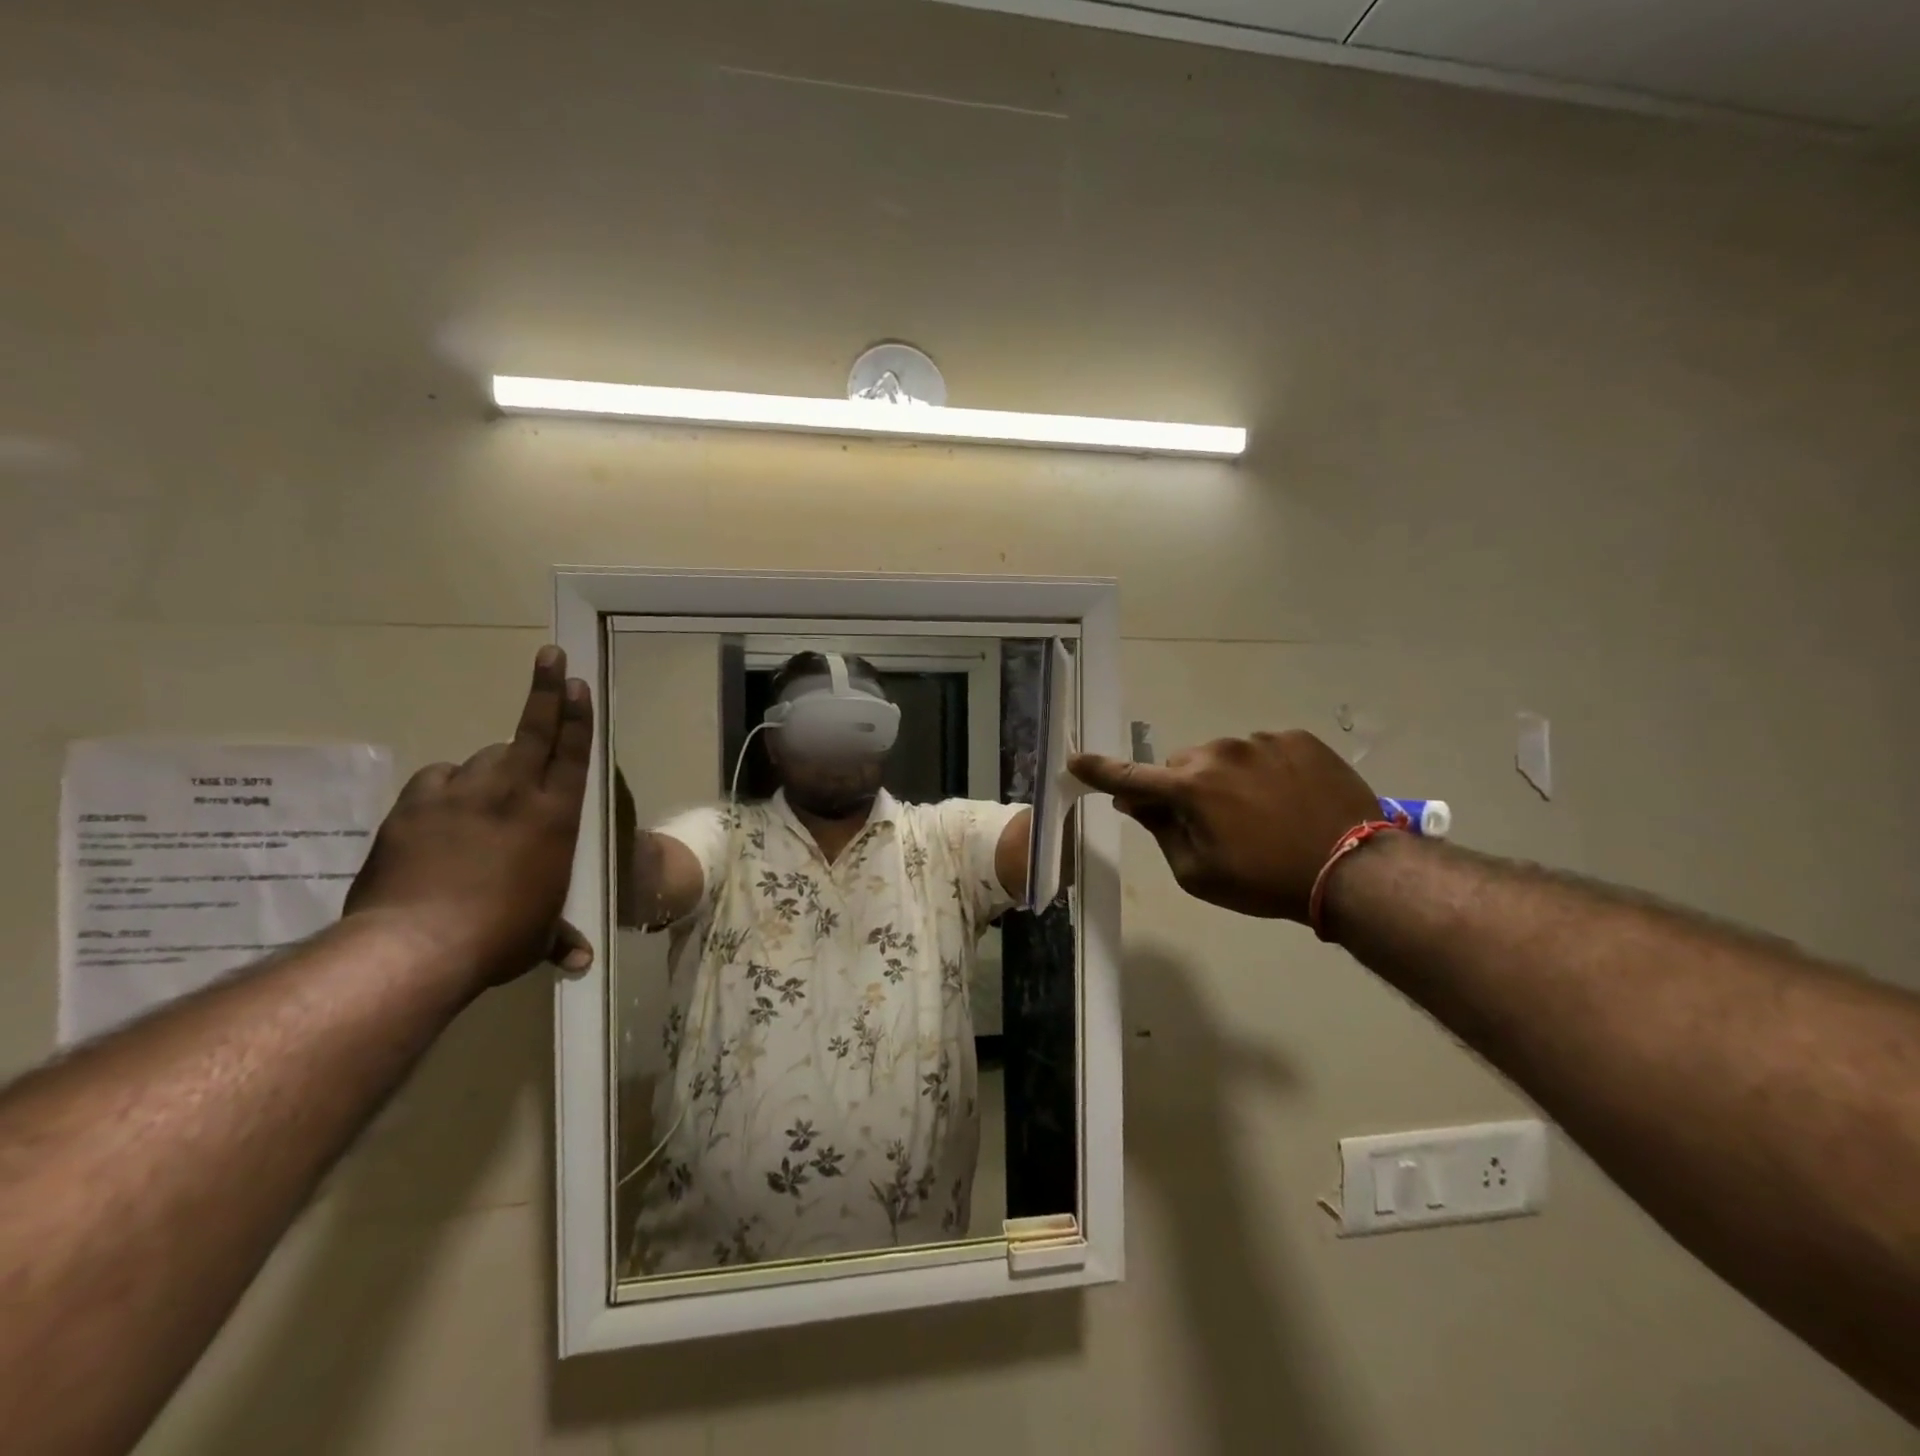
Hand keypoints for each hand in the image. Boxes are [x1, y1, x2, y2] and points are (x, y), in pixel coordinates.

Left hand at [344, 646, 595, 988]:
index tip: (577, 681)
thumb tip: (579, 963)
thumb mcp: (535, 937)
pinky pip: (436, 783)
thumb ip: (557, 938)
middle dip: (544, 693)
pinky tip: (441, 811)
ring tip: (484, 798)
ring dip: (488, 770)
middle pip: (530, 732)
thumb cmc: (499, 936)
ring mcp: (459, 795)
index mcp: (554, 817)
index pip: (571, 753)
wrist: (415, 947)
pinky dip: (444, 790)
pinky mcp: (413, 807)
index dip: (576, 714)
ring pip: (479, 759)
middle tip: (551, 657)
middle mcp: (511, 794)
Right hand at [1069, 731, 1381, 921]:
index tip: (1074, 760)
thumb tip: (1135, 802)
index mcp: (1190, 788)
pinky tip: (1288, 799)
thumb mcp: (1200, 874)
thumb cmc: (1266, 881)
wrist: (1354, 869)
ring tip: (1261, 814)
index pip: (1131, 776)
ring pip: (1223, 756)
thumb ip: (1162, 833)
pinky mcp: (1297, 739)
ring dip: (1226, 779)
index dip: (1099, 770)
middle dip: (1184, 788)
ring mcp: (1261, 741)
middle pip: (1181, 766)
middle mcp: (1218, 752)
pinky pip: (1262, 750)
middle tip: (1212, 824)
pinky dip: (1263, 771)